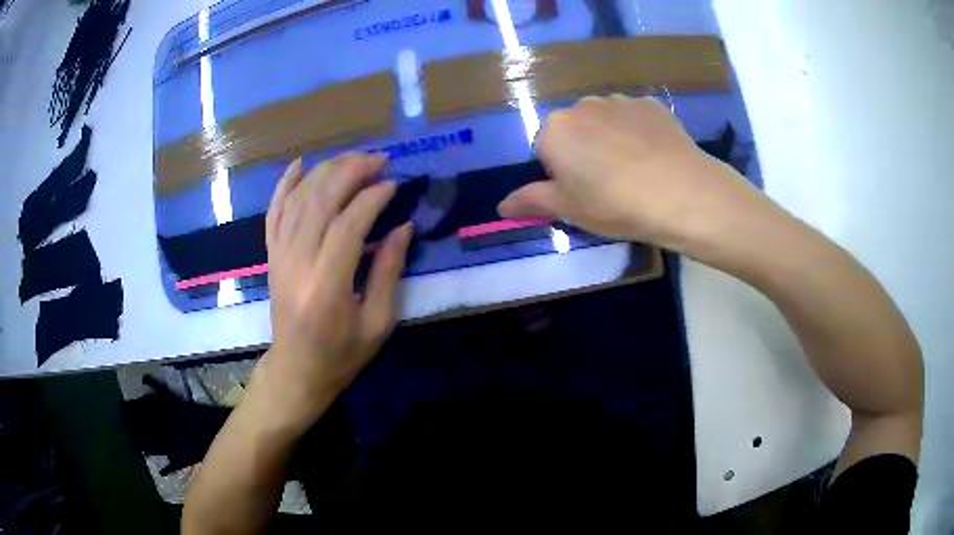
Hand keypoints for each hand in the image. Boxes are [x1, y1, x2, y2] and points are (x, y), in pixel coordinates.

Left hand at [255, 153, 412, 430]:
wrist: (297, 369)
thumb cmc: (342, 354)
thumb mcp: (378, 321)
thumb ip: (389, 270)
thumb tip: (403, 225)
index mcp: (327, 285)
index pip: (348, 224)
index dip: (372, 197)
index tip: (394, 183)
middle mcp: (298, 263)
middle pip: (320, 201)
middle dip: (351, 172)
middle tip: (378, 160)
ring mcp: (279, 256)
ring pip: (298, 199)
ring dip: (326, 171)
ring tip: (353, 159)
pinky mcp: (271, 255)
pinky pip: (274, 211)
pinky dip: (285, 184)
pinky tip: (299, 164)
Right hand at [498, 95, 776, 256]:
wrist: (681, 193)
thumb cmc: (615, 205)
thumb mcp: (569, 210)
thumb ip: (531, 202)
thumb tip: (501, 207)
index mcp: (554, 130)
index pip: (545, 150)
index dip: (562, 174)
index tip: (583, 194)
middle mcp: (582, 105)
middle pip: (574, 130)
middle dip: (584, 151)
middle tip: (609, 184)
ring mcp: (619, 100)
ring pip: (604, 121)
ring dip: (610, 139)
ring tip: (635, 171)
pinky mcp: (650, 104)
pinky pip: (634, 117)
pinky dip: (638, 133)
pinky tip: (654, 156)